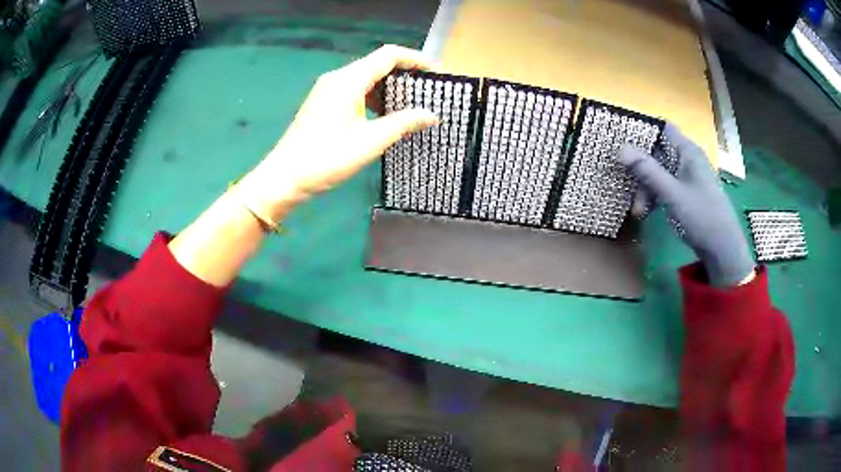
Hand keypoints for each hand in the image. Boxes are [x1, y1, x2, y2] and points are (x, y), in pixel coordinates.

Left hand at [238, 45, 439, 221]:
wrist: (285, 178)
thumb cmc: (326, 158)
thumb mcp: (371, 141)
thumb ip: (403, 123)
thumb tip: (432, 115)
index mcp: (349, 79)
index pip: (389, 55)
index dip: (416, 60)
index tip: (437, 75)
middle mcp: (338, 78)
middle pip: (378, 64)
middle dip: (405, 75)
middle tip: (428, 93)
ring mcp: (328, 90)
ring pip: (366, 78)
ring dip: (390, 88)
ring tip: (412, 106)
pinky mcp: (324, 103)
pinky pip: (355, 90)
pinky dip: (374, 97)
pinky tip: (385, 116)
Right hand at [618, 124, 754, 286]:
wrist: (723, 250)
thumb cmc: (701, 217)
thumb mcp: (672, 194)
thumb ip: (647, 171)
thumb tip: (620, 148)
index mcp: (687, 151)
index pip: (662, 129)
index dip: (642, 132)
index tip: (622, 143)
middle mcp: (688, 159)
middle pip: (658, 153)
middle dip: (641, 169)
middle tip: (627, 188)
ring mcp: (688, 177)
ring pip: (660, 172)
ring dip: (646, 187)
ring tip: (638, 212)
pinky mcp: (688, 193)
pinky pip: (666, 186)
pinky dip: (655, 196)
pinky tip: (648, 212)